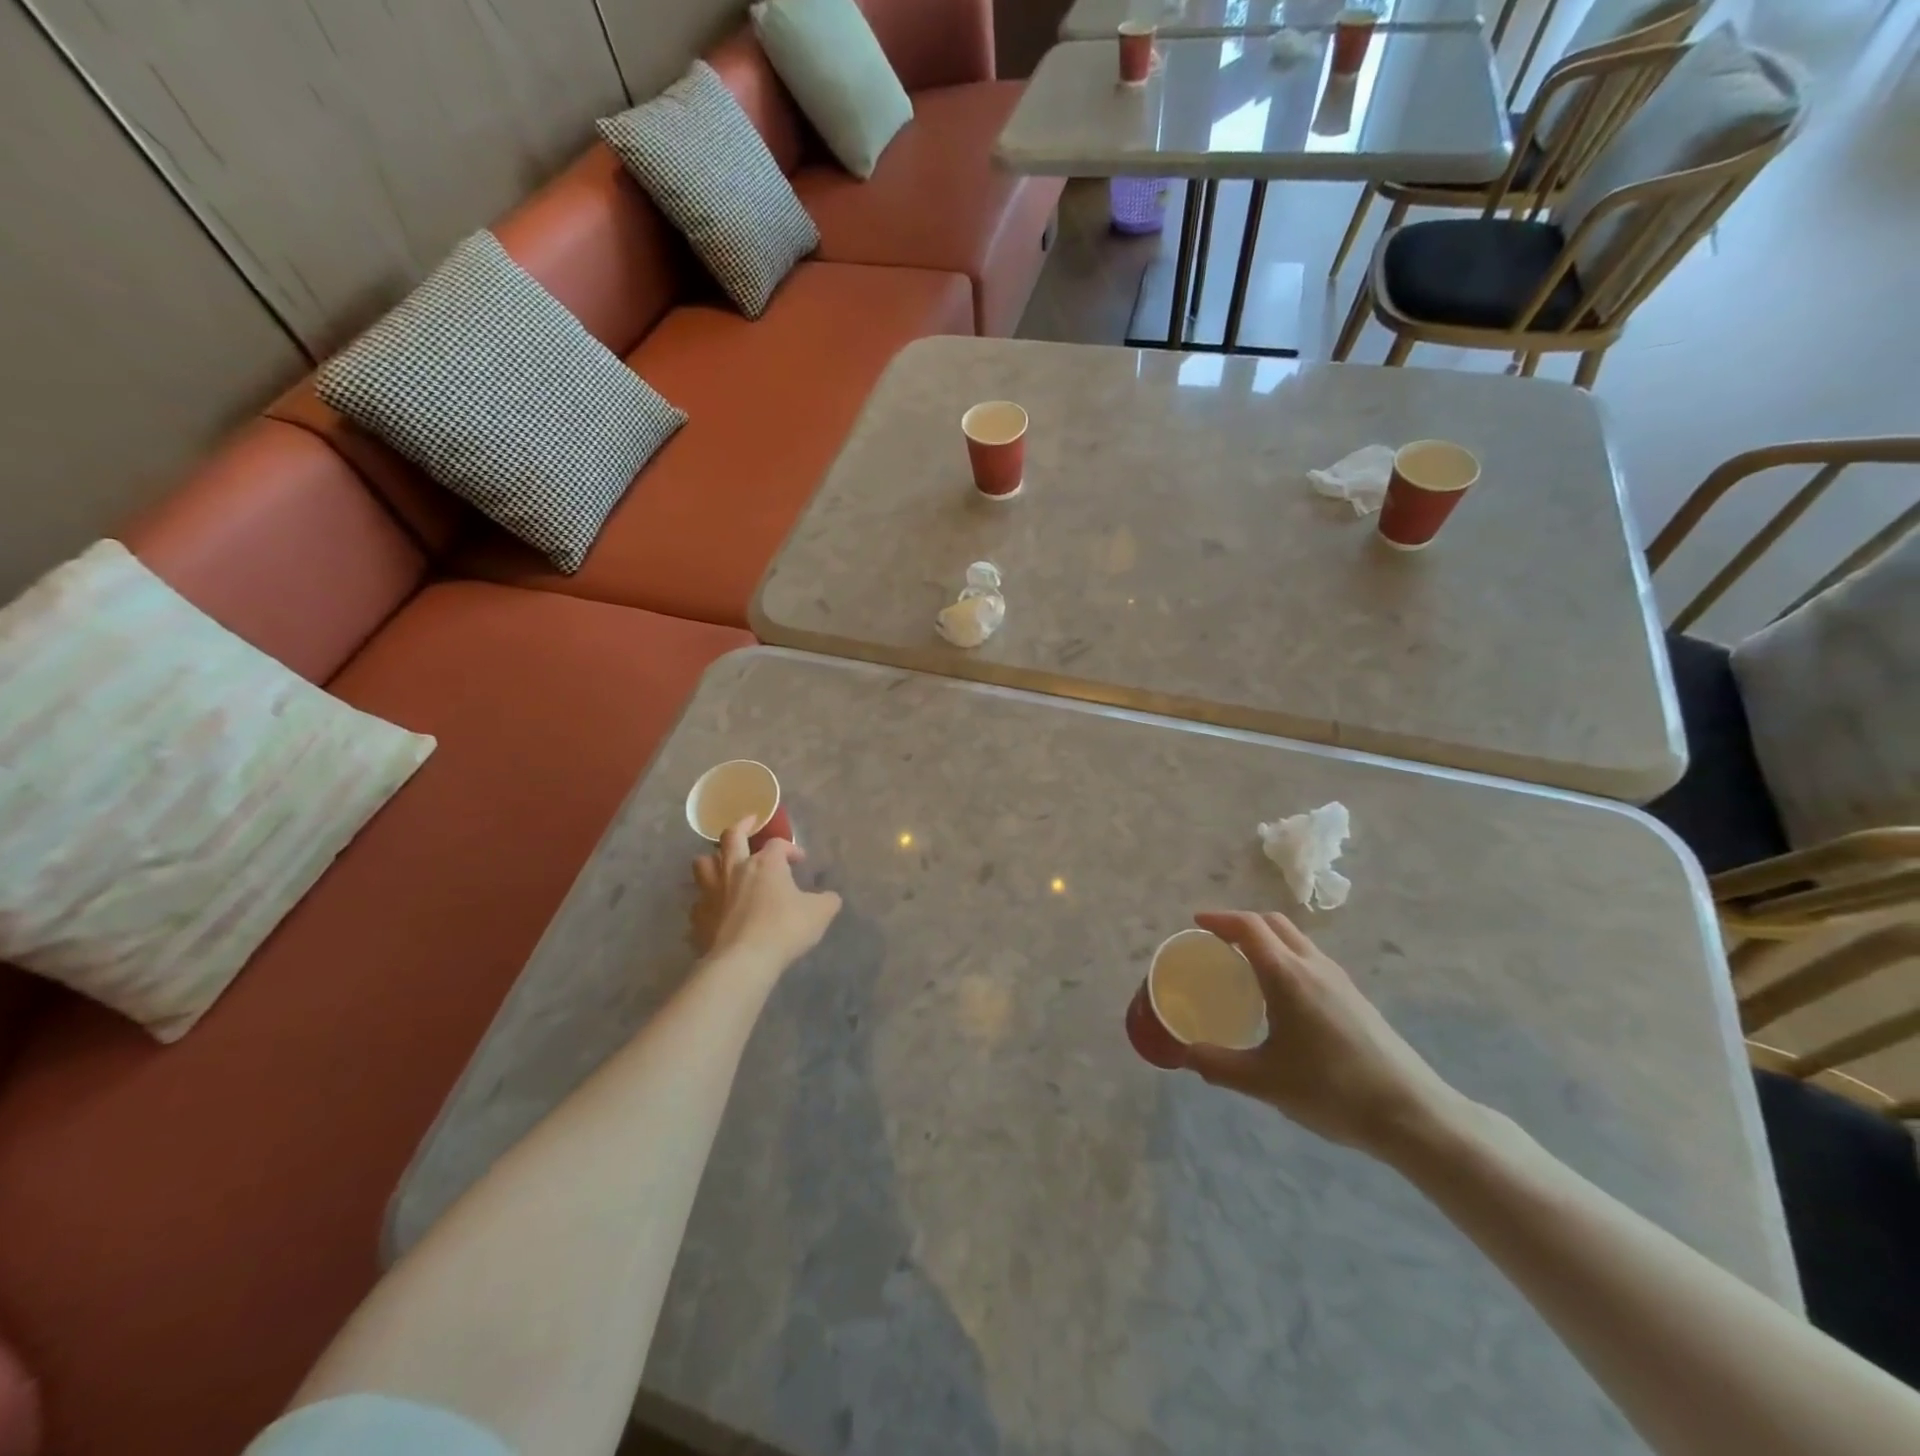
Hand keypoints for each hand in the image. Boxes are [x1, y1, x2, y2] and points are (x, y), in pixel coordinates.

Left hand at [691, 818, 842, 974]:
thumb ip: (827, 900)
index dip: (790, 848)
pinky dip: (706, 901)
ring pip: (703, 863)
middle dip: (742, 826)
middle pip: (732, 837)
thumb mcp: (820, 913)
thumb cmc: (784, 929)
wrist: (743, 961)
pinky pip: (698, 902)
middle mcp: (735, 870)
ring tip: (721, 862)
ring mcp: (712, 893)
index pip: (777, 844)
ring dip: (713, 859)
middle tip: (749, 823)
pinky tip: (715, 909)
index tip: (799, 861)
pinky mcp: (698, 917)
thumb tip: (829, 897)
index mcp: (766, 864)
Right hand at [1179, 911, 1464, 1158]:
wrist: (1412, 1114)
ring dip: (1266, 939)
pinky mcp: (1354, 997)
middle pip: (1273, 923)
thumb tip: (1184, 1055)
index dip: (1220, 918)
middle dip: (1241, 923)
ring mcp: (1339, 979)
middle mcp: (1313, 965)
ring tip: (1244, 965)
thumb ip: (1218, 1065)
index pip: (1249, 926)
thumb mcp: (1265, 1082)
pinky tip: (1280, 996)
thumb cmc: (1332, 1090)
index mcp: (1287, 975)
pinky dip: (1285, 957)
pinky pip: (1310, 959)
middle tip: (1216, 941)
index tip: (1196, 922)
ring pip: (1296, 939)